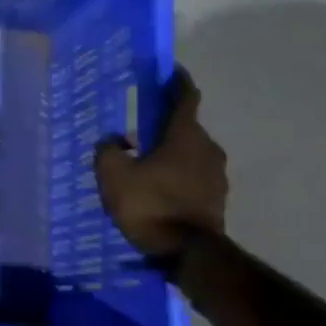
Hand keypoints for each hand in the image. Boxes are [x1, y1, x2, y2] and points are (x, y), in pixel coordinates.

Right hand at [94, 69, 226, 258]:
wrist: (187, 254)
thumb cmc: (150, 205)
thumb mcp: (113, 174)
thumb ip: (108, 150)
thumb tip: (115, 140)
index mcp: (186, 135)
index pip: (186, 97)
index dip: (177, 82)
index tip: (169, 71)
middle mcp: (208, 149)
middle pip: (187, 128)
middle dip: (166, 125)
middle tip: (141, 128)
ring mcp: (217, 176)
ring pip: (191, 154)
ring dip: (171, 153)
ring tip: (146, 162)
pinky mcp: (216, 200)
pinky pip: (194, 177)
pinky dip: (177, 175)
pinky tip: (157, 188)